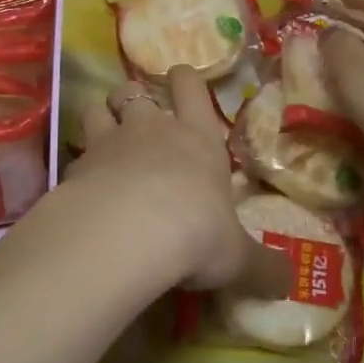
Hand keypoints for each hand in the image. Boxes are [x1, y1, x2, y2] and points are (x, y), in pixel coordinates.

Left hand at [65, 65, 279, 291]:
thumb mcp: (237, 257)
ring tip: (104, 139)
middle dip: (133, 97)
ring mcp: (108, 143)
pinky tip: (82, 188)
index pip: (191, 87)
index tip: (181, 80)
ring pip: (96, 108)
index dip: (185, 80)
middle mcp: (151, 129)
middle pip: (133, 90)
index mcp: (197, 138)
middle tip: (137, 118)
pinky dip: (78, 165)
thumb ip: (261, 266)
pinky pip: (74, 154)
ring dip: (100, 118)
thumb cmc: (196, 233)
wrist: (127, 235)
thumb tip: (289, 281)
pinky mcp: (76, 167)